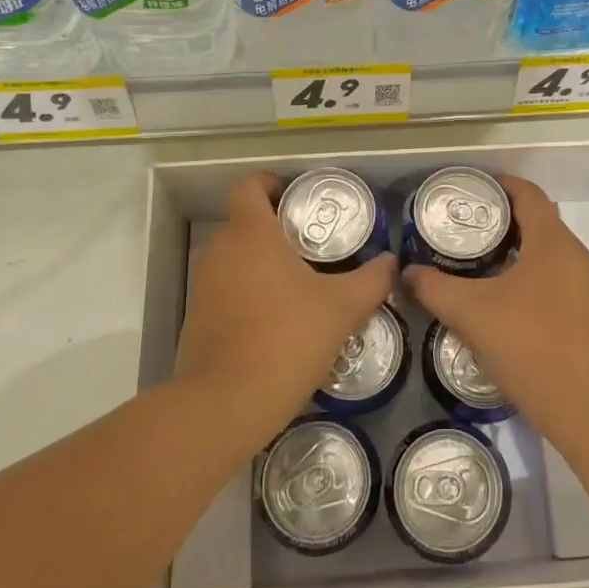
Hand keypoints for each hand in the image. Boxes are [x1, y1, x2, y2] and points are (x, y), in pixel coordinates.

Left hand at [175, 171, 395, 446]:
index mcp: (251, 234)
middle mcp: (220, 251)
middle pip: (245, 223)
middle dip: (276, 229)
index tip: (295, 195)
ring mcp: (204, 287)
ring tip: (301, 285)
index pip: (249, 187)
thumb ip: (371, 280)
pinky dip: (249, 295)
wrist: (226, 404)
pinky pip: (227, 292)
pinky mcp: (198, 320)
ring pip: (236, 260)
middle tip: (314, 245)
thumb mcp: (342, 308)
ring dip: (263, 265)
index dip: (270, 183)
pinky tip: (278, 322)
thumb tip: (391, 262)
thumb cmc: (287, 338)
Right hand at [404, 174, 588, 447]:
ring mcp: (585, 287)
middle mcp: (574, 256)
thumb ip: (435, 288)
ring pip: (545, 253)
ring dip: (512, 249)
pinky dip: (525, 275)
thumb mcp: (472, 313)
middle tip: (461, 226)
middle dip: (500, 219)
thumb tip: (407, 273)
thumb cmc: (531, 345)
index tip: (467, 188)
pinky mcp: (586, 315)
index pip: (528, 194)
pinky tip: (498, 298)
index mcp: (553, 242)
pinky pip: (552, 278)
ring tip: (473, 260)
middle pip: (537, 221)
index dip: (499, 184)